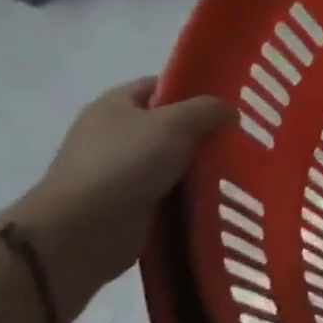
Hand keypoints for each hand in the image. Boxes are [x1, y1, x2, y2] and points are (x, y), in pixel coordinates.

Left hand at [7, 79, 229, 322]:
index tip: (231, 101)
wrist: (79, 235)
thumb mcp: (177, 122)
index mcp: (115, 105)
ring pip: (174, 162)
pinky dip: (191, 196)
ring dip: (201, 167)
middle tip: (242, 136)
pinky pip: (170, 194)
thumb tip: (231, 113)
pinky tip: (222, 195)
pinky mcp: (127, 208)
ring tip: (239, 167)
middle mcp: (114, 135)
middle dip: (204, 132)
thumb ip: (209, 109)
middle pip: (172, 125)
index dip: (196, 89)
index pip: (162, 86)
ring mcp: (119, 174)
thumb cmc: (125, 164)